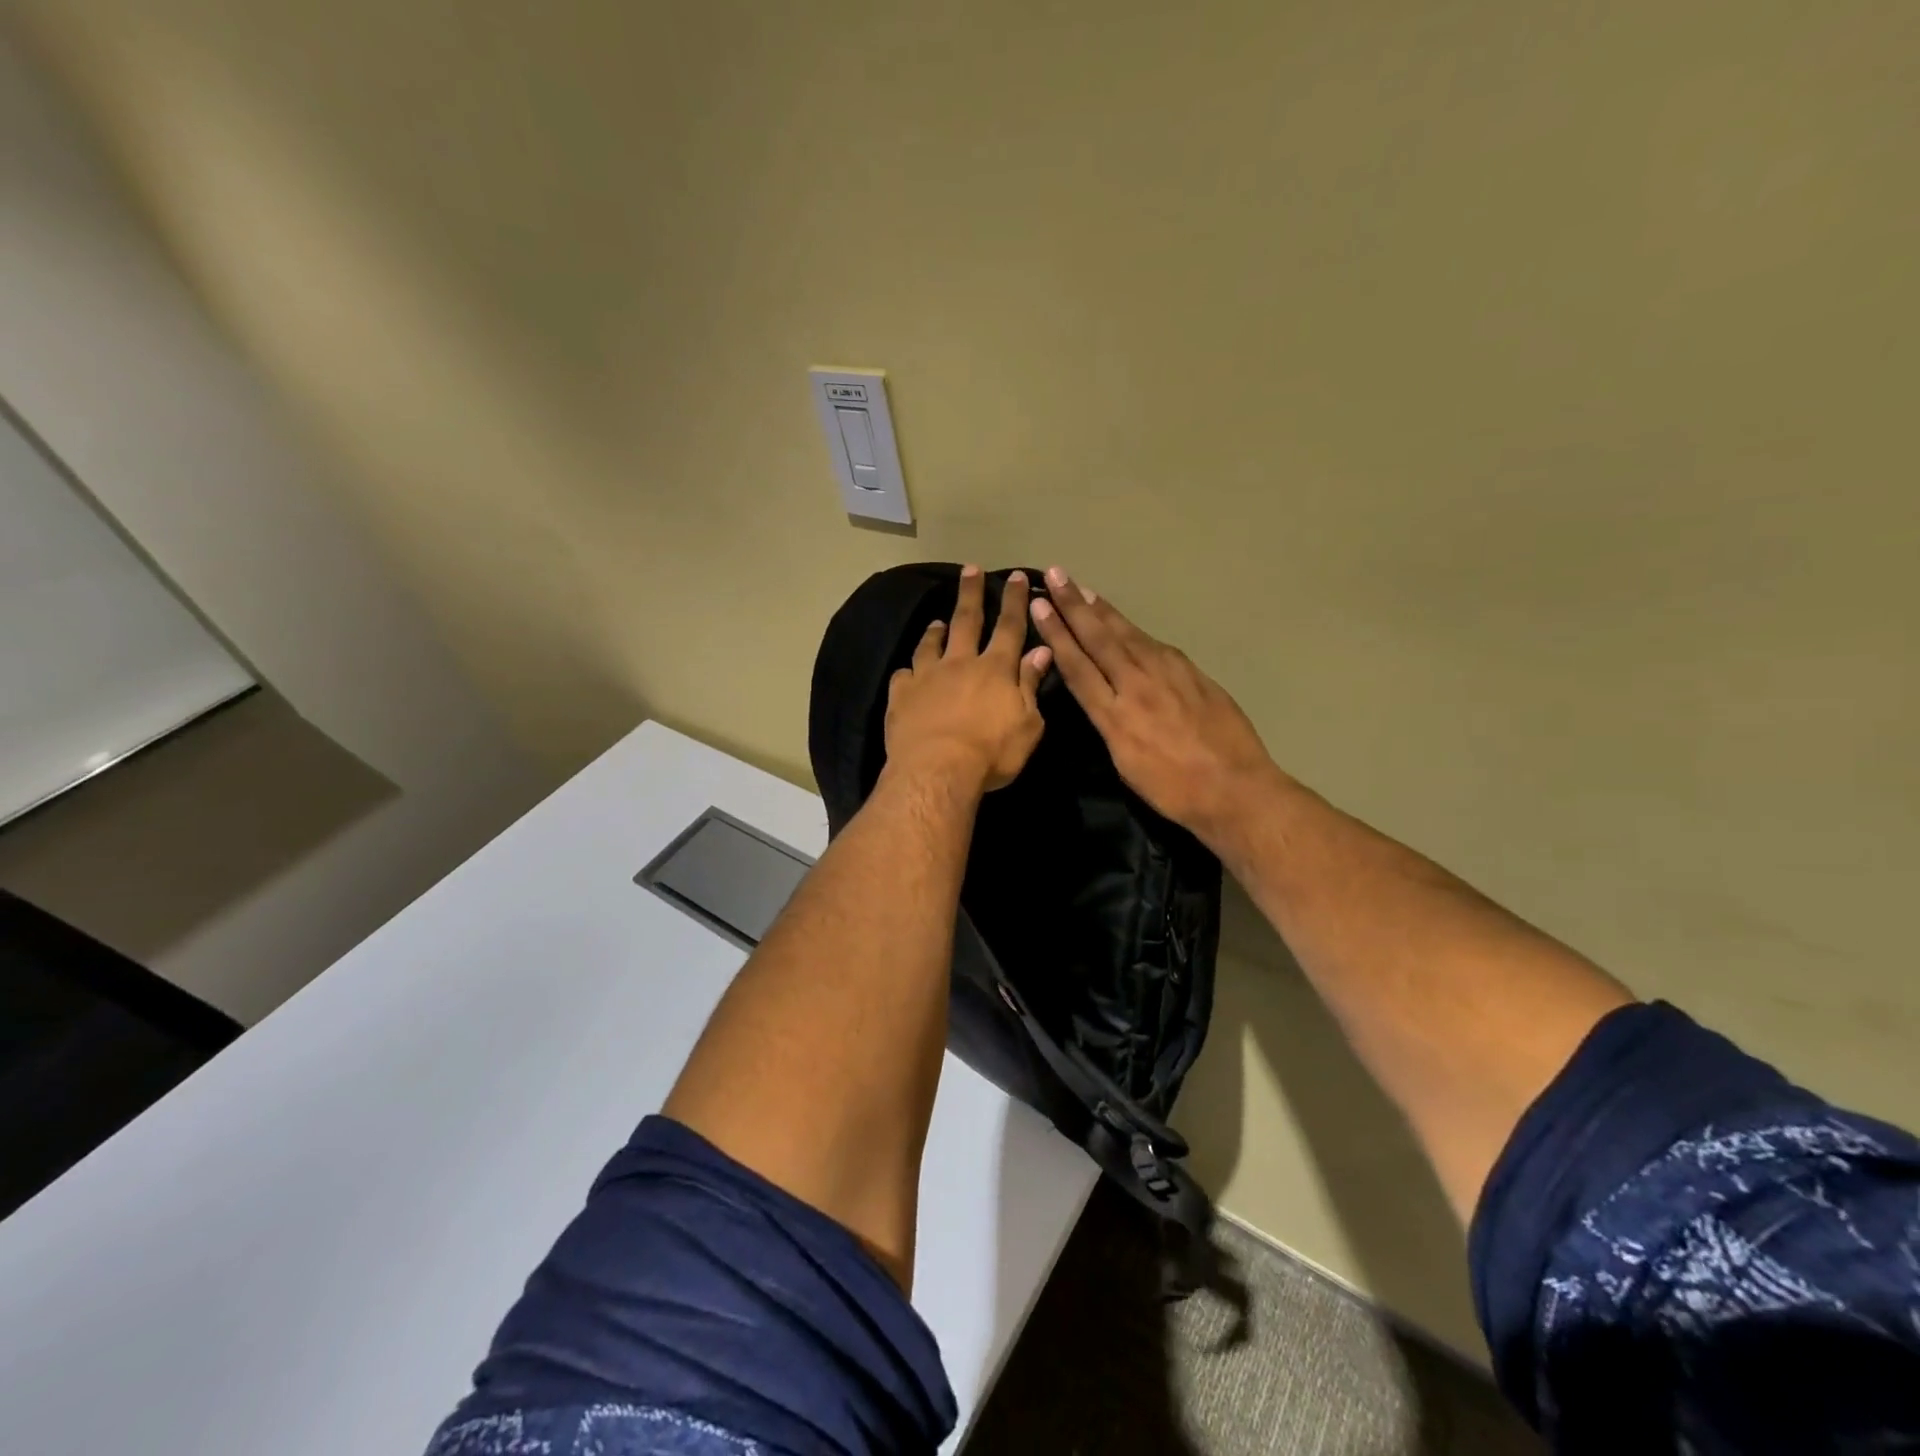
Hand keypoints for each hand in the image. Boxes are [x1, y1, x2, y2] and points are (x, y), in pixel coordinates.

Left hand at [885, 566, 1052, 793]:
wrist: (937, 770)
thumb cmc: (991, 752)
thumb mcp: (1027, 724)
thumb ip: (1031, 685)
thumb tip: (1040, 652)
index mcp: (995, 669)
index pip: (1010, 627)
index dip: (1015, 601)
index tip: (1017, 576)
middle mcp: (960, 663)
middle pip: (967, 621)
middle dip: (971, 594)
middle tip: (970, 569)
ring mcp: (926, 677)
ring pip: (931, 644)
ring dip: (936, 630)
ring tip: (937, 621)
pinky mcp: (901, 695)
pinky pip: (903, 675)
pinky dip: (908, 670)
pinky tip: (908, 671)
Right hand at [1029, 565, 1280, 847]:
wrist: (1235, 787)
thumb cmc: (1173, 790)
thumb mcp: (1125, 764)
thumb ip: (1108, 724)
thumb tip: (1098, 696)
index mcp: (1115, 715)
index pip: (1078, 665)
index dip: (1057, 634)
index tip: (1040, 607)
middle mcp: (1137, 685)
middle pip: (1099, 639)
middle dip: (1074, 606)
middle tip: (1056, 575)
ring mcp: (1168, 674)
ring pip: (1127, 634)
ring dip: (1102, 610)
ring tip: (1082, 589)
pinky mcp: (1192, 673)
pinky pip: (1153, 644)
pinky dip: (1132, 629)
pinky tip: (1124, 622)